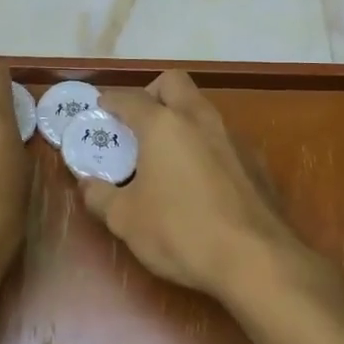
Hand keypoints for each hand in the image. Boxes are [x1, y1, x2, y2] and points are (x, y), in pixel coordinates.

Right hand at [77, 70, 314, 304]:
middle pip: (174, 83)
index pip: (130, 98)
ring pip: (202, 109)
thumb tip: (86, 184)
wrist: (256, 261)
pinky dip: (204, 147)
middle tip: (137, 122)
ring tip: (165, 154)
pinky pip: (222, 139)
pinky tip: (199, 182)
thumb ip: (100, 196)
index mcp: (163, 125)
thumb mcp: (125, 220)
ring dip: (181, 119)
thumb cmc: (180, 232)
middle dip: (152, 93)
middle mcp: (199, 120)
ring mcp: (233, 138)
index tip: (101, 107)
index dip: (111, 100)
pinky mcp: (256, 163)